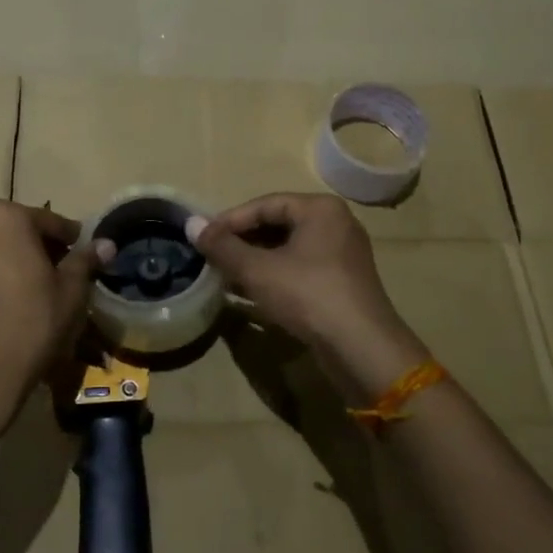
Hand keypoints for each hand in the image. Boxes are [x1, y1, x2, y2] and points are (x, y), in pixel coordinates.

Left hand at [0, 201, 98, 451]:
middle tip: (67, 275)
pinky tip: (18, 297)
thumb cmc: (32, 323)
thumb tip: (107, 243)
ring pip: (2, 244)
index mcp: (7, 216)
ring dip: (23, 258)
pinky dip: (3, 270)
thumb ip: (86, 260)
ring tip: (44, 288)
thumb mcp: (71, 290)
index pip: (52, 222)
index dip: (74, 242)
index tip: (88, 260)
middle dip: (46, 247)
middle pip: (23, 228)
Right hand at [191, 194, 428, 402]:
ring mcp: (342, 255)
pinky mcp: (342, 283)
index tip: (202, 238)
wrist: (360, 347)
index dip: (229, 220)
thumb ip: (222, 246)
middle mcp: (335, 224)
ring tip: (223, 276)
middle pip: (277, 225)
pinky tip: (249, 294)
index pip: (264, 204)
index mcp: (320, 209)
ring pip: (288, 250)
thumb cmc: (308, 295)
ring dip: (254, 262)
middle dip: (241, 242)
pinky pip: (300, 270)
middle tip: (211, 258)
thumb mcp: (257, 269)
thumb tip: (191, 224)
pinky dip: (274, 277)